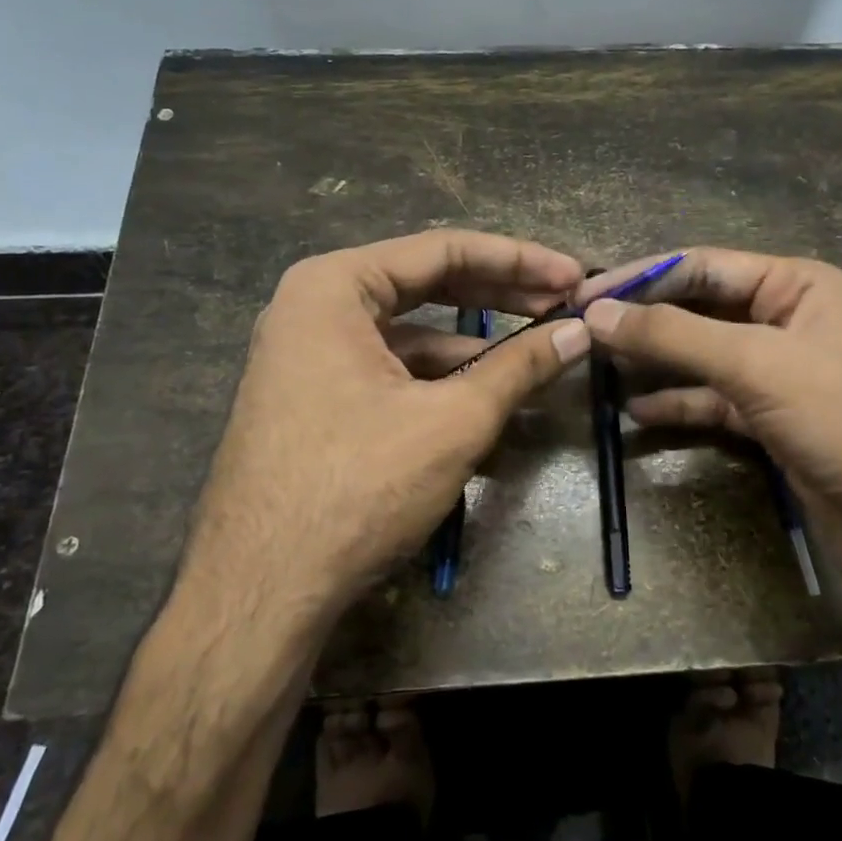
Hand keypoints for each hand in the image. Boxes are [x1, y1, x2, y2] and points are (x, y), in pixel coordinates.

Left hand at [186, 230, 592, 618]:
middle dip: (501, 295)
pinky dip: (442, 376)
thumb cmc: (358, 485)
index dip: (519, 261)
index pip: (444, 250)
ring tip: (540, 349)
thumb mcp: (453, 420)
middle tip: (565, 304)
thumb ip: (521, 366)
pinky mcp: (317, 398)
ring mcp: (310, 354)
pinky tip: (490, 392)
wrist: (260, 590)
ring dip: (477, 341)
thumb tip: (581, 332)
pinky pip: (391, 368)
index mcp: (335, 286)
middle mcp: (315, 307)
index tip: (574, 275)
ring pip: (411, 331)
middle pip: (427, 283)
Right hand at [577, 249, 841, 608]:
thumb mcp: (759, 364)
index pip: (703, 266)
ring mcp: (782, 373)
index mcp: (797, 285)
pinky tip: (636, 411)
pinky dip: (679, 402)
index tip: (584, 294)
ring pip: (704, 356)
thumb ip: (675, 335)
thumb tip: (598, 311)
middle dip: (646, 319)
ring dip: (656, 360)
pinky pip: (715, 400)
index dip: (642, 278)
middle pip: (701, 308)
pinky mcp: (775, 421)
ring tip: (599, 365)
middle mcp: (788, 319)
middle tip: (583, 330)